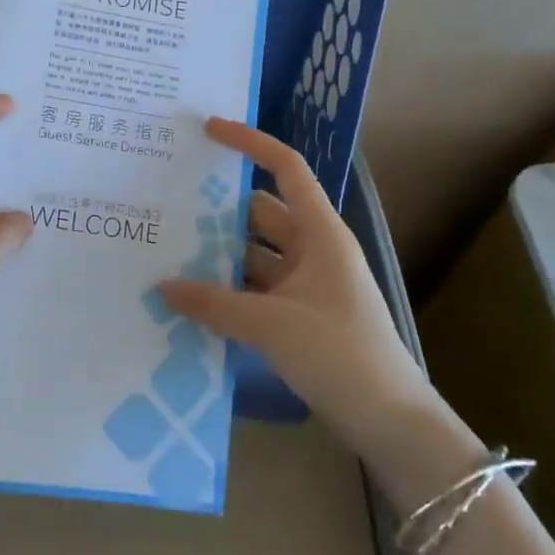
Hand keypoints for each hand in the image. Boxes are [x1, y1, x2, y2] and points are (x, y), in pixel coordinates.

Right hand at [158, 118, 432, 452]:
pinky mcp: (300, 316)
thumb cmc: (341, 355)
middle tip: (169, 201)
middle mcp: (314, 250)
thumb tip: (162, 286)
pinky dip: (228, 288)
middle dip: (220, 206)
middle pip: (262, 212)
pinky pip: (257, 288)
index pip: (286, 168)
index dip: (250, 143)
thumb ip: (213, 303)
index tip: (208, 130)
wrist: (392, 423)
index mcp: (321, 234)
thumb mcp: (271, 325)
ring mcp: (308, 285)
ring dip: (220, 252)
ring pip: (255, 253)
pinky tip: (192, 297)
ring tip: (168, 249)